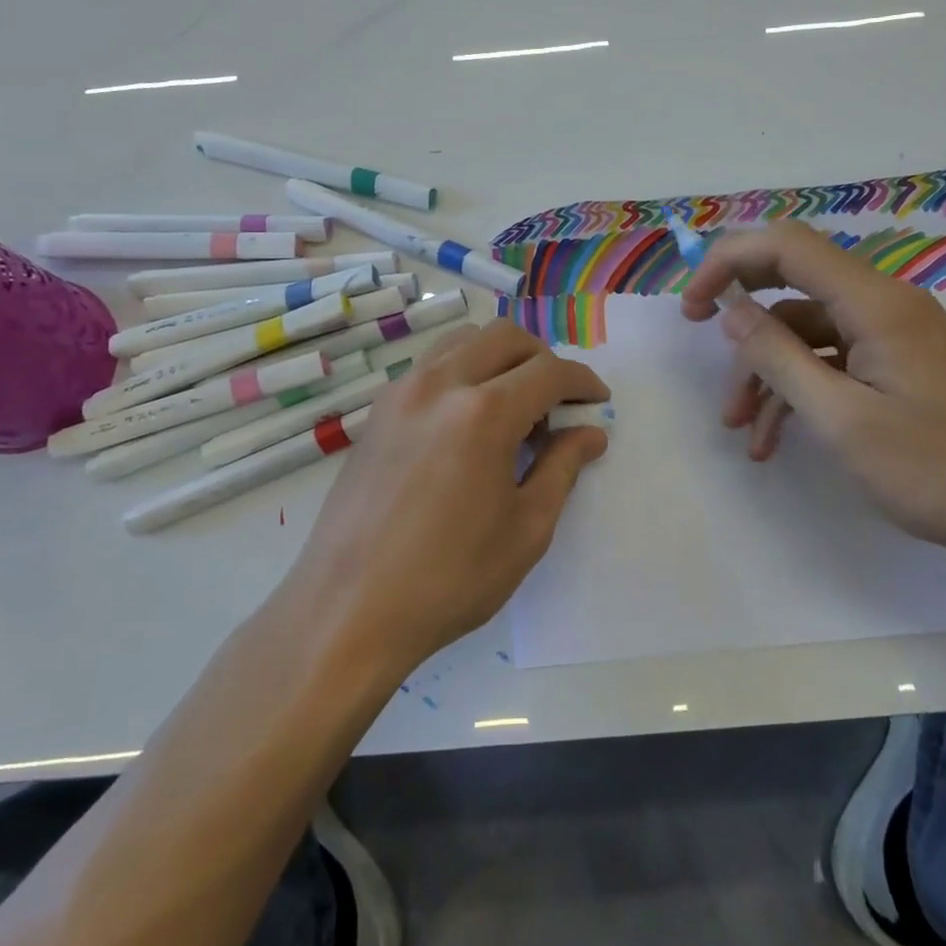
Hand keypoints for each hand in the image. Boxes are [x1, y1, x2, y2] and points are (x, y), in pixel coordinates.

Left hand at [283, 321, 609, 674]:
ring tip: (510, 410)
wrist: (349, 608)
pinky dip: (462, 372)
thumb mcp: (526, 529)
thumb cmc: (449, 578)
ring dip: (499, 359)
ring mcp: (402, 392)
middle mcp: (440, 384)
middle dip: (542, 360)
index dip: (582, 382)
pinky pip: (431, 365)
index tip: (597, 401)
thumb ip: (562, 468)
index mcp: (484, 413)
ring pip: (463, 341)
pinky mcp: (378, 410)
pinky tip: (466, 423)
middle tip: (556, 406)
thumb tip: (590, 433)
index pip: (549, 371)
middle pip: (505, 337)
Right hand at [680, 219, 945, 558]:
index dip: (729, 261)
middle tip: (701, 342)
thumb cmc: (938, 469)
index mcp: (875, 303)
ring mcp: (893, 334)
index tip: (693, 306)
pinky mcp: (899, 363)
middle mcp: (884, 304)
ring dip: (767, 371)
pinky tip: (775, 439)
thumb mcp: (842, 419)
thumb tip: (731, 311)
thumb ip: (779, 358)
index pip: (787, 245)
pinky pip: (832, 359)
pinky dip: (799, 389)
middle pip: (794, 280)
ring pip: (807, 331)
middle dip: (743, 315)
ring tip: (741, 428)